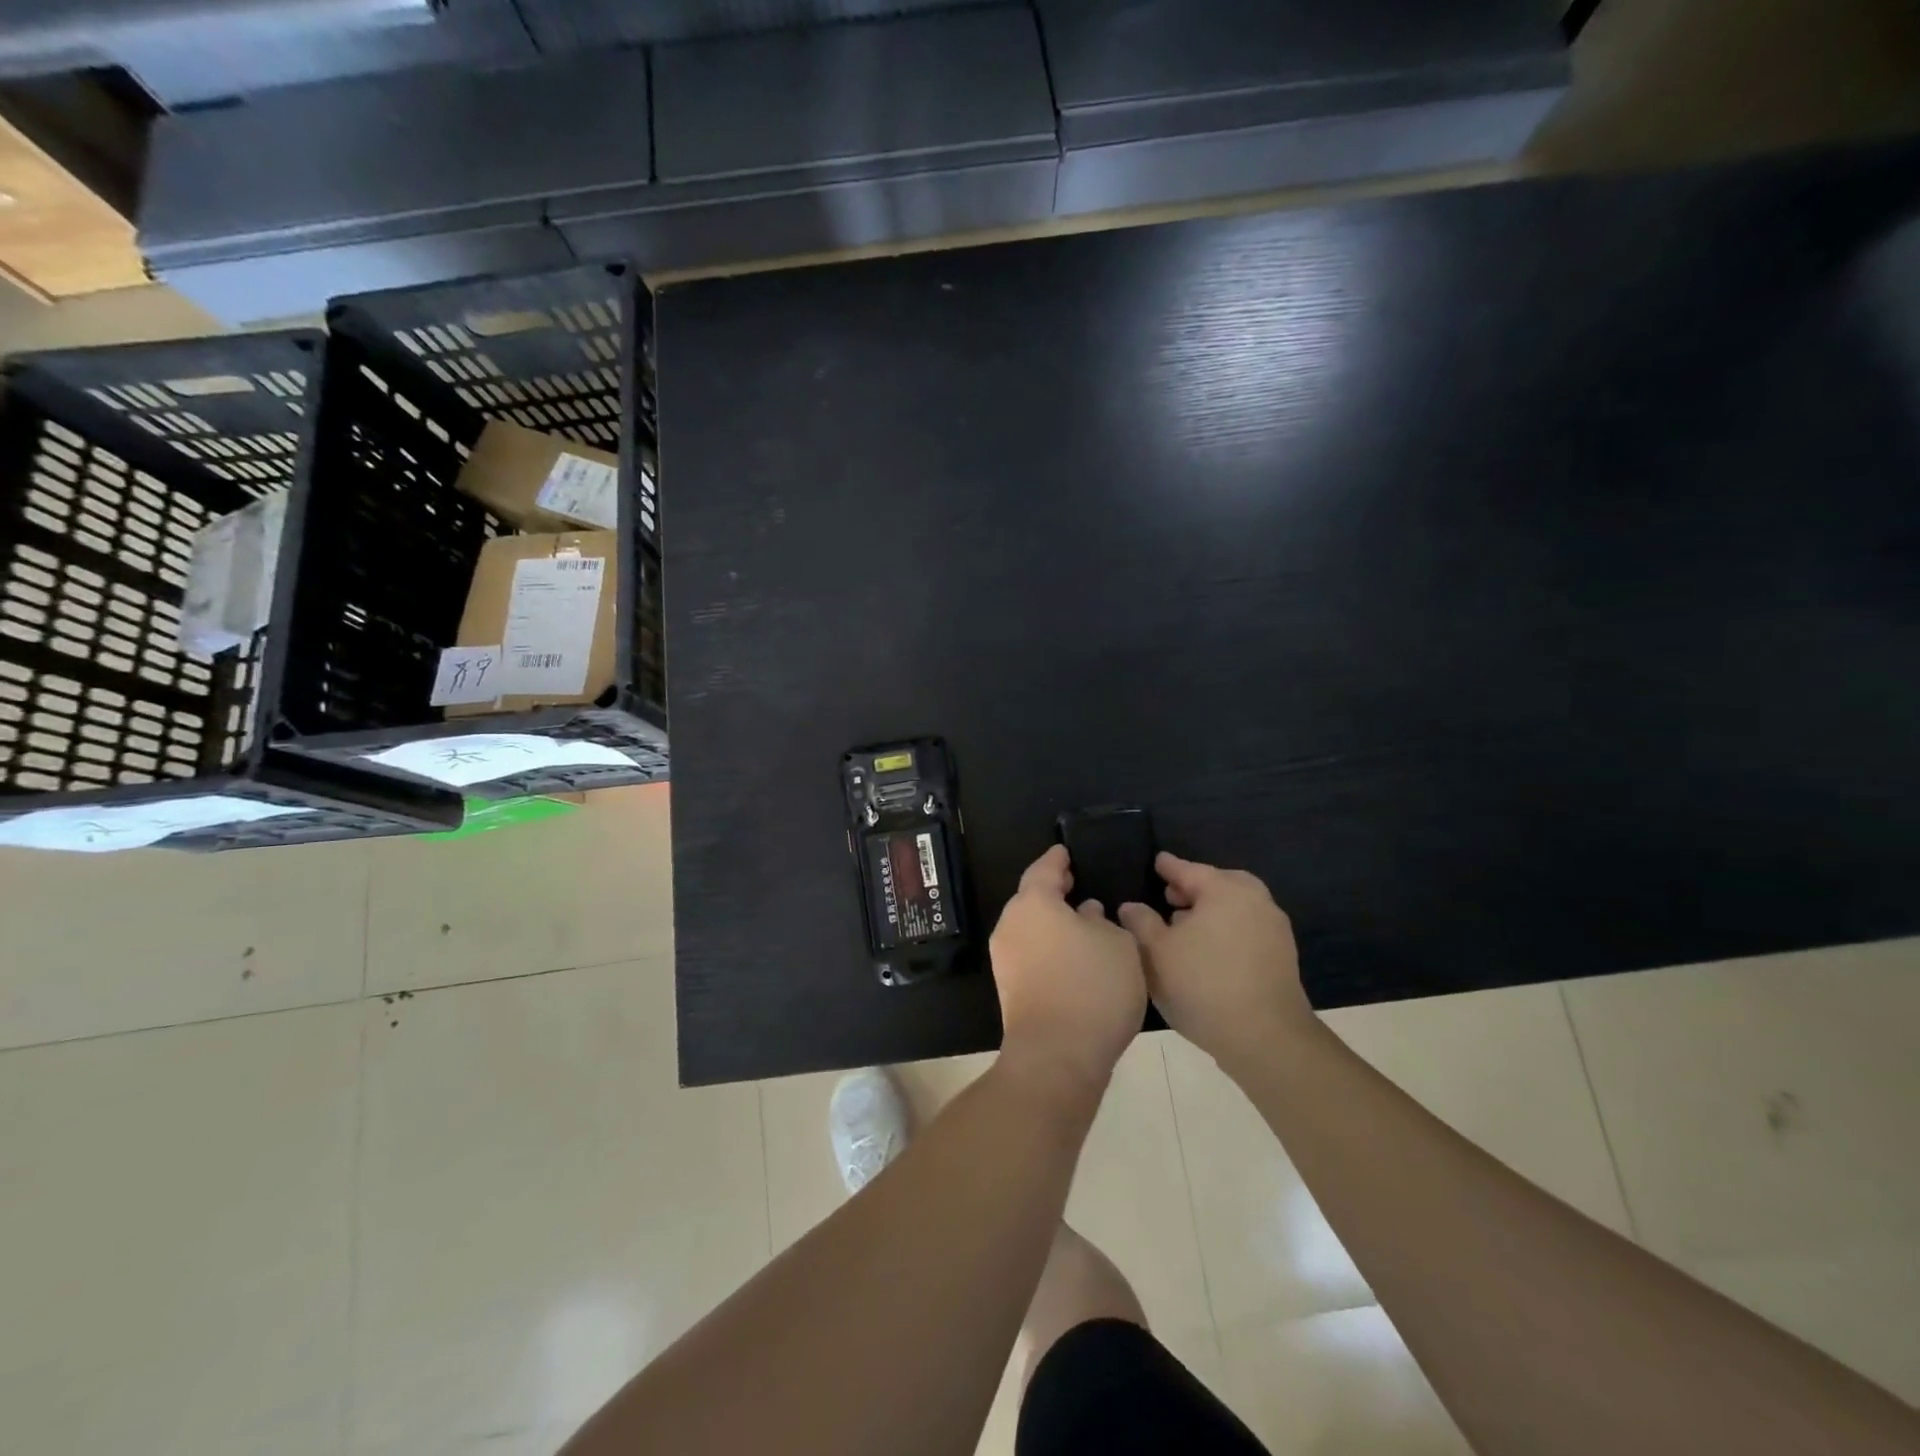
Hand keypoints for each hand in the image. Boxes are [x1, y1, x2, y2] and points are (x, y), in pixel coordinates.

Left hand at [991, 844, 1148, 1093]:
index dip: (1057, 859)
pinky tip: (1074, 957)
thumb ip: (1103, 921)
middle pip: (1031, 899)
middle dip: (1054, 892)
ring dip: (1053, 923)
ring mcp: (1006, 958)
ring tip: (1083, 923)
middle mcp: (1011, 924)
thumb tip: (1086, 914)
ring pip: (1030, 928)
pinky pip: (1031, 954)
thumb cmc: (1092, 986)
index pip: (1044, 869)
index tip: (1066, 851)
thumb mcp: (1117, 944)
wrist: (1057, 1056)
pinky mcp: (1010, 989)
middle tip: (1078, 885)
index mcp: (1033, 902)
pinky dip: (1050, 948)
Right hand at [1118, 853, 1314, 1070]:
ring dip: (1210, 910)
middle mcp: (1255, 901)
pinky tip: (1207, 951)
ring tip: (1184, 927)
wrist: (1266, 1037)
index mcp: (1225, 890)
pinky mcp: (1282, 957)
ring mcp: (1274, 929)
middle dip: (1194, 888)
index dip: (1169, 867)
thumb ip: (1141, 922)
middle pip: (1219, 884)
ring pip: (1235, 907)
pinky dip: (1226, 929)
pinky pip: (1247, 928)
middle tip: (1170, 896)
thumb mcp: (1156, 952)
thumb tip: (1131, 906)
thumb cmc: (1203, 985)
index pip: (1190, 869)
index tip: (1158, 861)